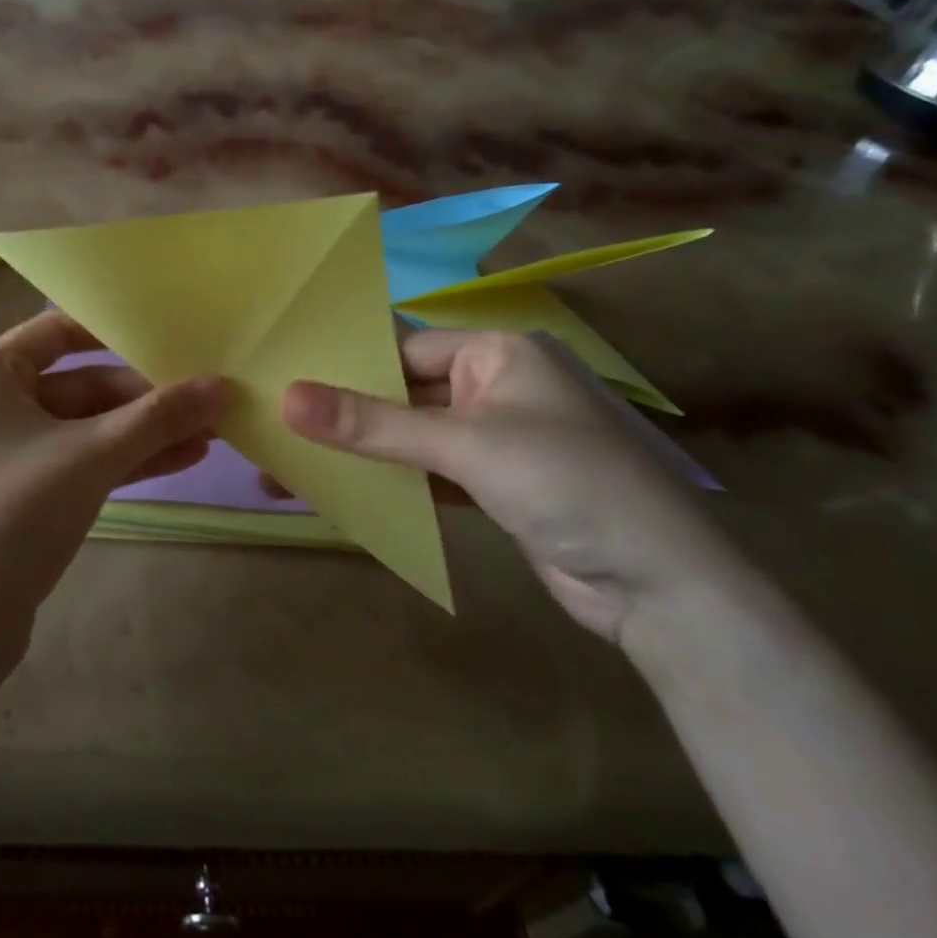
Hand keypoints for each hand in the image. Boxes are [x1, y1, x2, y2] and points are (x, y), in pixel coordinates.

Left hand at [0, 312, 226, 664]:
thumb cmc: (13, 514)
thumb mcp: (92, 456)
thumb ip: (158, 417)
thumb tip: (222, 385)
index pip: (58, 330)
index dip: (114, 331)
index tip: (170, 337)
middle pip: (81, 385)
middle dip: (145, 399)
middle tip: (208, 403)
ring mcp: (7, 453)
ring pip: (86, 429)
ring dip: (143, 433)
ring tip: (210, 435)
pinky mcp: (22, 495)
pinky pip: (79, 462)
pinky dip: (123, 462)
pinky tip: (181, 462)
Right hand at [282, 330, 732, 644]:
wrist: (659, 588)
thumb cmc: (565, 483)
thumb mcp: (464, 446)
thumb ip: (373, 423)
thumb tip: (286, 398)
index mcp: (496, 353)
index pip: (402, 349)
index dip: (347, 367)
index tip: (285, 384)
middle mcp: (495, 386)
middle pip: (404, 394)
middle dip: (347, 417)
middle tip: (277, 430)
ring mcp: (496, 438)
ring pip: (413, 437)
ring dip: (365, 454)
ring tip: (294, 466)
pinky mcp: (494, 485)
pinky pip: (430, 472)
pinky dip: (394, 481)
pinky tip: (344, 493)